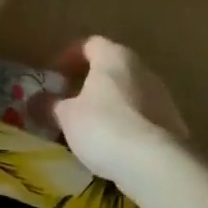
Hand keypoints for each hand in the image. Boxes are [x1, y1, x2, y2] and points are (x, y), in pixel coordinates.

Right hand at [47, 36, 188, 184]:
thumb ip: (50, 105)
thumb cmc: (104, 126)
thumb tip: (34, 101)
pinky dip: (126, 124)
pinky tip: (114, 145)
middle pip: (113, 68)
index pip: (90, 44)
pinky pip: (142, 117)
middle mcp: (143, 70)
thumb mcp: (66, 116)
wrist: (155, 163)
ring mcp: (163, 97)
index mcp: (115, 58)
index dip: (69, 56)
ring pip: (129, 93)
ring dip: (110, 104)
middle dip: (90, 82)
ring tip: (90, 127)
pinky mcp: (173, 124)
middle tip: (70, 100)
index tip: (54, 74)